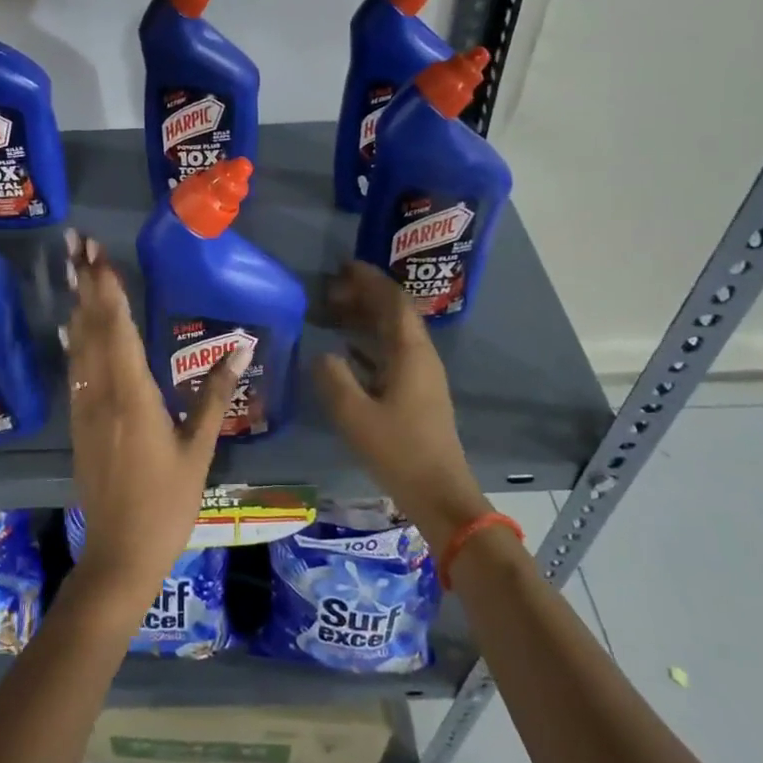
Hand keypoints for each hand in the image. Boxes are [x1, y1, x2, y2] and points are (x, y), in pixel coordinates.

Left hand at [61, 229, 242, 619]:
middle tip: (75, 242)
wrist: (119, 554)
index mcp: (133, 395)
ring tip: (72, 269)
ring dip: (76, 304)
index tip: (98, 254)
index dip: (107, 288)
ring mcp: (85, 408)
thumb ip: (216, 395)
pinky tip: (71, 326)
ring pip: (78, 345)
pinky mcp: (79, 423)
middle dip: (84, 282)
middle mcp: (102, 393)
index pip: (118, 329)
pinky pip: (75, 369)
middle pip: (90, 327)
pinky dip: (74, 340)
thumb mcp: (198, 449)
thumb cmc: (167, 503)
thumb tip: (242, 347)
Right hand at [313, 261, 487, 553]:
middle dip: (365, 295)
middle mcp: (421, 357)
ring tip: (332, 312)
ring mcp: (422, 376)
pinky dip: (368, 343)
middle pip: (394, 313)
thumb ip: (333, 378)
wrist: (440, 495)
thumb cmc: (399, 451)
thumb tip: (322, 353)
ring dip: (366, 318)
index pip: (393, 301)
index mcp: (411, 353)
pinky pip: (391, 353)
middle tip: (330, 289)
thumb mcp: (355, 415)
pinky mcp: (417, 395)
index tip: (342, 267)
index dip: (369, 280)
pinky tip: (346, 350)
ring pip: (393, 333)